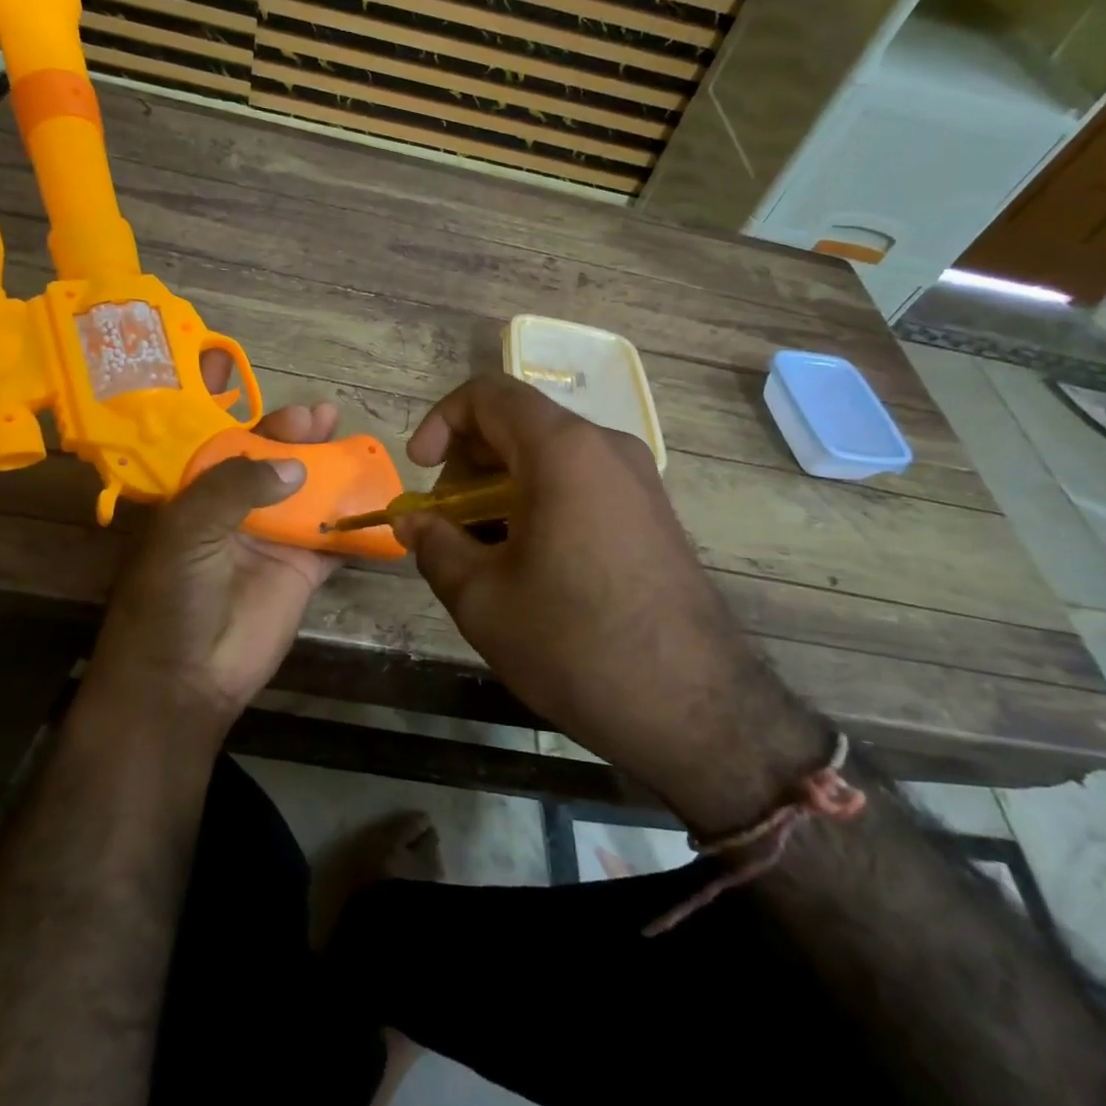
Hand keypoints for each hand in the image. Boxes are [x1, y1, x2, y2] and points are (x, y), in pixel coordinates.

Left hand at [86, 399, 342, 734]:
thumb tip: (294, 466)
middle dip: (299, 439)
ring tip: (354, 443)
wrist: (185, 678)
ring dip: (331, 471)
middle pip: (275, 465)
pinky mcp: (302, 572)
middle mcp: (237, 512)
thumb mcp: (188, 530)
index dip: (259, 424)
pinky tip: (378, 498)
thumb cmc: (172, 597)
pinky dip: (357, 523)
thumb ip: (235, 487)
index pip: (230, 445)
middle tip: (324, 418)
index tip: (291, 411)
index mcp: (200, 496)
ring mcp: (273, 541)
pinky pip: (335, 541)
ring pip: (308, 495)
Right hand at [396, 375, 824, 832]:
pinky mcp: (653, 516)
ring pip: (551, 457)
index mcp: (564, 450)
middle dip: (468, 462)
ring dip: (501, 487)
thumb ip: (434, 545)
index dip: (441, 421)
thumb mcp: (482, 597)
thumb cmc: (573, 643)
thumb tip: (412, 523)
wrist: (694, 711)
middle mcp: (608, 448)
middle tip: (447, 521)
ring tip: (482, 550)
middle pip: (520, 423)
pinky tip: (528, 564)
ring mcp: (639, 481)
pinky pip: (582, 485)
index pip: (489, 394)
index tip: (421, 470)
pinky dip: (540, 503)